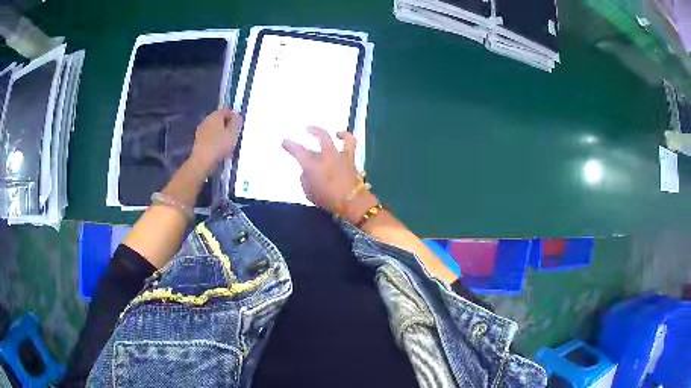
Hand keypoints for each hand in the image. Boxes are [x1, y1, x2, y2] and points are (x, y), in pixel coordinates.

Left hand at [190, 107, 241, 176]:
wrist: (201, 161)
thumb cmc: (219, 146)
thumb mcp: (233, 133)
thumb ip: (236, 122)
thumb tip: (237, 116)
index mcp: (215, 115)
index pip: (226, 110)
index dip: (233, 116)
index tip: (238, 126)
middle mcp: (207, 120)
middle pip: (219, 119)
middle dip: (226, 125)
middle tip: (233, 136)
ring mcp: (201, 130)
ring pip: (214, 128)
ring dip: (220, 134)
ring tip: (226, 145)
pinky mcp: (198, 141)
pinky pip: (209, 137)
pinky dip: (214, 141)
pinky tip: (218, 150)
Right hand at [282, 127, 360, 212]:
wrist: (352, 202)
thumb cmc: (328, 200)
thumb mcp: (309, 193)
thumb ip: (305, 180)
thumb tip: (306, 172)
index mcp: (313, 165)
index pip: (298, 151)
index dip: (290, 145)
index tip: (285, 142)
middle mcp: (327, 155)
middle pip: (321, 136)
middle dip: (313, 130)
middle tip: (307, 129)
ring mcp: (341, 156)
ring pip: (340, 137)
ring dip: (337, 132)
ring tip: (332, 132)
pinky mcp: (351, 159)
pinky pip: (350, 144)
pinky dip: (347, 138)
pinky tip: (343, 138)